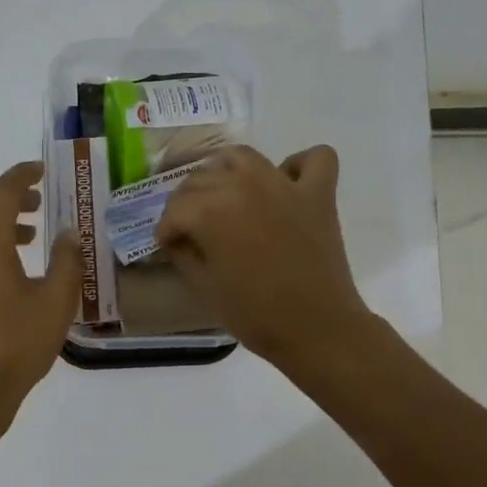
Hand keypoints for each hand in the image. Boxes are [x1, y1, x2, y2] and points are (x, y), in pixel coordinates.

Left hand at [0, 161, 79, 420]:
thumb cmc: (15, 344)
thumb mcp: (56, 302)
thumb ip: (67, 260)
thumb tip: (68, 232)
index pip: (2, 191)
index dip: (23, 175)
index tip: (42, 169)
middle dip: (12, 197)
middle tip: (41, 201)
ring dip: (1, 222)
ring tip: (32, 233)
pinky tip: (12, 267)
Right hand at [155, 145, 371, 368]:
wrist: (316, 329)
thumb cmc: (254, 314)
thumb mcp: (203, 286)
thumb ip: (184, 254)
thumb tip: (177, 238)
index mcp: (211, 210)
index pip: (176, 209)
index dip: (167, 228)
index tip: (167, 245)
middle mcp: (244, 185)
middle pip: (203, 178)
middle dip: (189, 201)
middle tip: (191, 227)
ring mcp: (285, 185)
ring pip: (244, 157)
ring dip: (227, 171)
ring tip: (227, 196)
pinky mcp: (319, 194)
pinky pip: (316, 158)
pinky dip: (299, 165)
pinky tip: (287, 185)